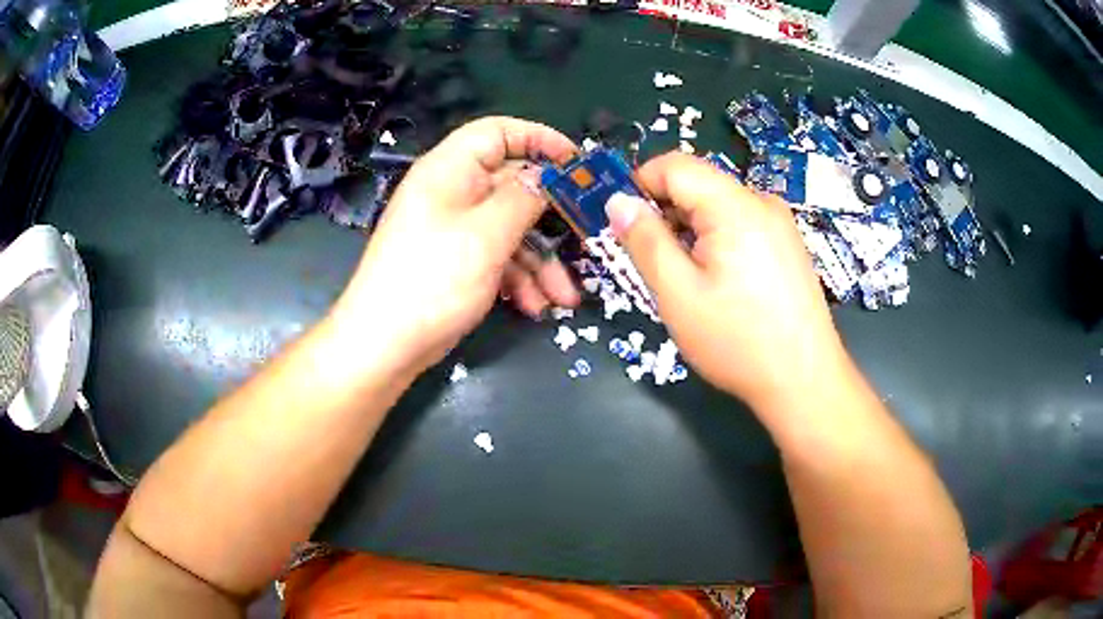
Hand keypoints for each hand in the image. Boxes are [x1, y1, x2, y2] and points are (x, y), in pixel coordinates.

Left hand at [330, 117, 580, 374]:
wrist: (384, 346)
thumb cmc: (433, 280)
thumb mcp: (487, 235)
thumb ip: (525, 198)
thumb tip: (548, 175)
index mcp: (450, 169)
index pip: (498, 132)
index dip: (539, 138)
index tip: (577, 162)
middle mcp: (452, 193)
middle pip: (512, 186)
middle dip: (550, 218)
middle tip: (586, 235)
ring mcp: (454, 230)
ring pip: (510, 229)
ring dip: (540, 261)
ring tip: (564, 298)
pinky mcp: (456, 262)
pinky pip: (497, 257)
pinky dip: (518, 279)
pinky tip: (535, 307)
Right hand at [605, 153, 849, 410]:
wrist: (804, 381)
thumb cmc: (738, 341)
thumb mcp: (678, 294)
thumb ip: (645, 241)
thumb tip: (618, 202)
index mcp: (734, 206)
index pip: (674, 165)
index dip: (639, 184)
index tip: (622, 222)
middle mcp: (761, 202)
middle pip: (698, 184)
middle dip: (665, 211)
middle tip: (651, 260)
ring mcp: (780, 223)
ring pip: (719, 206)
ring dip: (690, 229)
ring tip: (686, 278)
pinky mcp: (788, 244)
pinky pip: (741, 224)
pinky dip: (716, 240)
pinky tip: (718, 282)